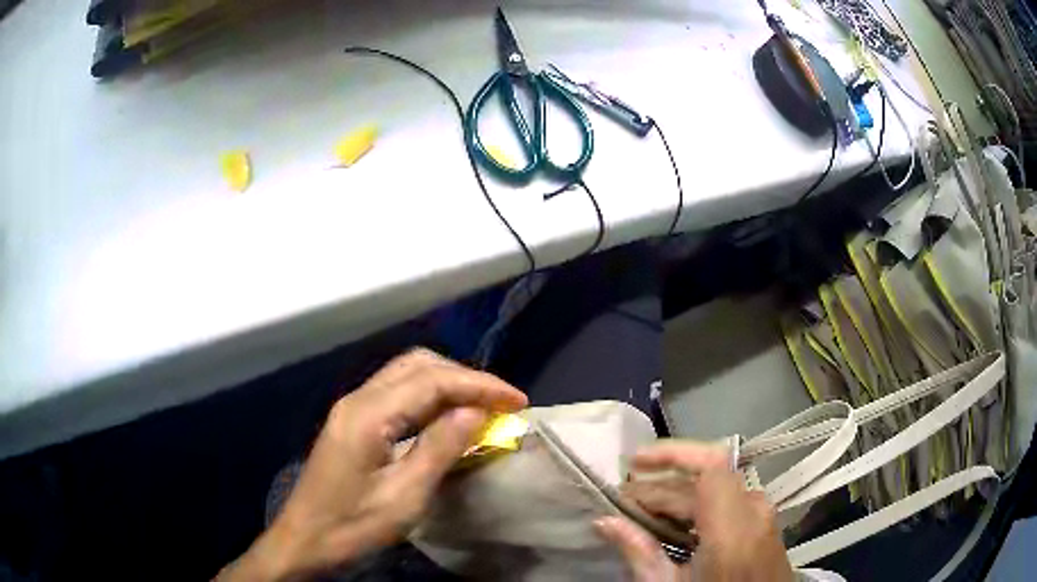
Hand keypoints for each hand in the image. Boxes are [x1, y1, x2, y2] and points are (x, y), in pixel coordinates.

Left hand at [218, 349, 527, 580]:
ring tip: (481, 407)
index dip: (480, 385)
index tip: (518, 400)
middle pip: (418, 364)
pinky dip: (429, 397)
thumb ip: (439, 448)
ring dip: (447, 384)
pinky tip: (445, 417)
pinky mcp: (352, 421)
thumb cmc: (353, 526)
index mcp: (369, 414)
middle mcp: (359, 399)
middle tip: (500, 403)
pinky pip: (397, 393)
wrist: (304, 539)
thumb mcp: (404, 496)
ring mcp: (352, 408)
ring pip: (406, 374)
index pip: (433, 380)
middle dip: (464, 377)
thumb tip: (476, 412)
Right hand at [596, 441, 793, 581]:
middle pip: (705, 481)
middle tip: (622, 501)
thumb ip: (640, 552)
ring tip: (640, 512)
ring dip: (676, 496)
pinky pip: (727, 501)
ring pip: (715, 489)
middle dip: (660, 486)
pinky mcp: (763, 521)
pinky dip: (696, 506)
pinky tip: (672, 522)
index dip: (673, 454)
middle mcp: (754, 511)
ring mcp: (763, 514)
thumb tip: (605, 521)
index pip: (711, 466)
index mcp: (734, 530)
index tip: (634, 462)